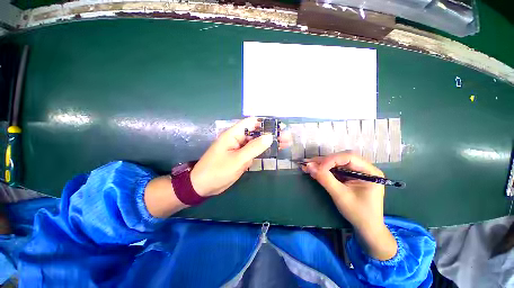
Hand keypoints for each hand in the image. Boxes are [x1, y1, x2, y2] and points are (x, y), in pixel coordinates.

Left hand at [191, 117, 290, 196]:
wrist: (203, 186)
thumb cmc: (217, 171)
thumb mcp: (237, 159)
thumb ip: (254, 147)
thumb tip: (269, 136)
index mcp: (233, 134)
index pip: (252, 123)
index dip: (266, 123)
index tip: (279, 127)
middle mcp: (237, 138)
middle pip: (257, 132)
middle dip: (271, 133)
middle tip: (287, 137)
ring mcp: (240, 148)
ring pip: (257, 142)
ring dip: (270, 142)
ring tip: (285, 143)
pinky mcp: (241, 156)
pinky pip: (254, 151)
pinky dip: (264, 151)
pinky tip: (274, 151)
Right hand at [302, 152, 396, 259]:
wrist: (366, 228)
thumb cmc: (358, 213)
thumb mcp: (340, 195)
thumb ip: (325, 179)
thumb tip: (308, 166)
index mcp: (370, 171)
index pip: (349, 157)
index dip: (331, 160)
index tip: (316, 167)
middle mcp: (364, 168)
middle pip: (341, 158)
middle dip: (324, 161)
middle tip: (308, 164)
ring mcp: (357, 172)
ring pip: (336, 162)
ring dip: (321, 164)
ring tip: (308, 166)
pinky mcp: (349, 176)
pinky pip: (335, 169)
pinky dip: (324, 170)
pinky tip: (314, 169)